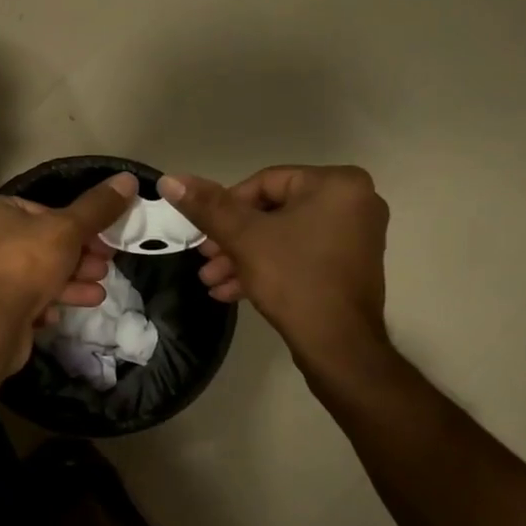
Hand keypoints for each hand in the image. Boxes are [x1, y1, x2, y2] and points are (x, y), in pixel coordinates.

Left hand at [0, 174, 138, 368]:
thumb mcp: (68, 228)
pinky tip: (63, 312)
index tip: (102, 238)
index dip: (74, 224)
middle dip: (77, 257)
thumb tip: (128, 179)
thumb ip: (97, 207)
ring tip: (99, 292)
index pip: (38, 210)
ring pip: (34, 275)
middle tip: (105, 266)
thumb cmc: (24, 262)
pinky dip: (47, 303)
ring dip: (69, 282)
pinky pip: (23, 300)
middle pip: (39, 244)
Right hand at [160, 166, 392, 387]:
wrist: (338, 345)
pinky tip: (231, 292)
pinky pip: (300, 255)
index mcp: (336, 184)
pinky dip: (268, 268)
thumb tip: (170, 180)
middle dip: (232, 239)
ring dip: (243, 257)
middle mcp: (354, 202)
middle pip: (273, 211)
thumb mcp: (243, 238)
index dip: (227, 207)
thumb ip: (207, 206)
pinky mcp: (348, 266)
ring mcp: (355, 236)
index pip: (265, 182)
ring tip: (211, 281)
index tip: (205, 235)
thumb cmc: (294, 279)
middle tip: (205, 260)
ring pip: (283, 237)